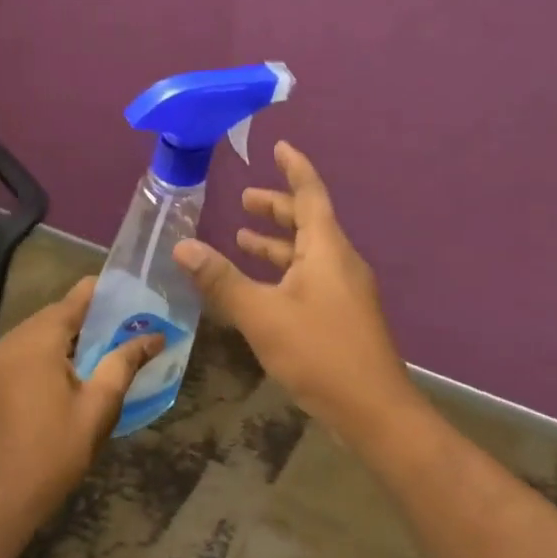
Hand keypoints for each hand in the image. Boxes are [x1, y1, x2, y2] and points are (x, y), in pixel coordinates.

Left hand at [0, 276, 161, 518]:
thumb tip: (154, 336)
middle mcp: (8, 342)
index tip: (125, 292)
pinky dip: (37, 357)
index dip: (99, 293)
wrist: (0, 499)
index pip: (73, 300)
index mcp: (37, 341)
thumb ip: (124, 363)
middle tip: (115, 328)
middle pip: (51, 317)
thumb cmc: (56, 451)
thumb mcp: (99, 406)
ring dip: (59, 339)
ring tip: (90, 353)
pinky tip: (55, 379)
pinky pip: (15, 356)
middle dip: (82, 319)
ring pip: (31, 336)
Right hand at [173, 141, 418, 442]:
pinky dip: (283, 270)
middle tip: (245, 198)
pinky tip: (260, 287)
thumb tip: (183, 246)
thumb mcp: (262, 314)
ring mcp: (344, 290)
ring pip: (308, 252)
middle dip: (277, 207)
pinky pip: (309, 276)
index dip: (295, 168)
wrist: (374, 411)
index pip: (310, 194)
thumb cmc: (319, 352)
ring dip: (276, 242)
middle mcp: (339, 261)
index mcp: (326, 249)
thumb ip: (221, 280)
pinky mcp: (342, 315)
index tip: (278, 147)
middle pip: (308, 221)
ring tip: (242, 239)